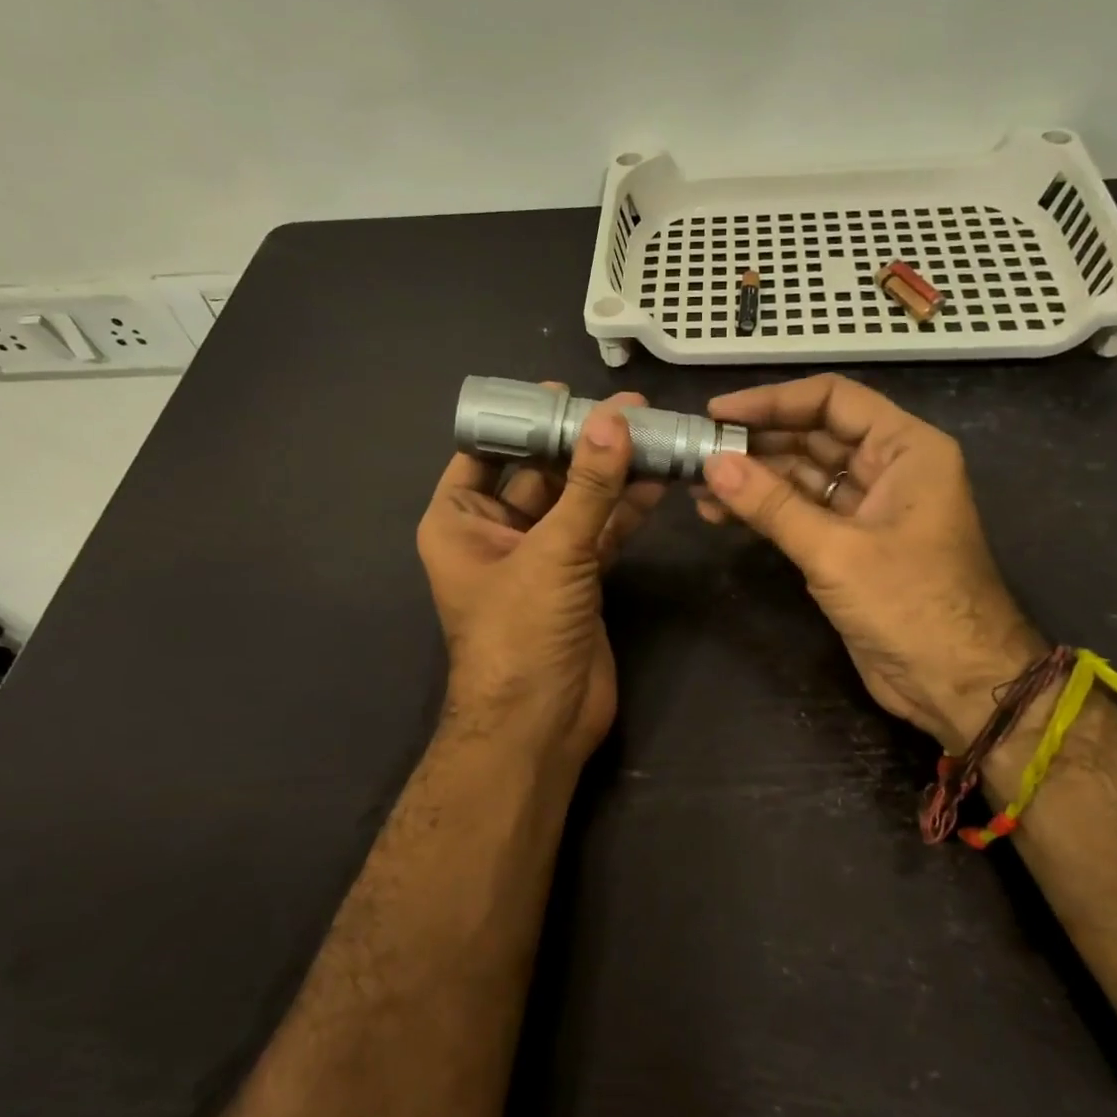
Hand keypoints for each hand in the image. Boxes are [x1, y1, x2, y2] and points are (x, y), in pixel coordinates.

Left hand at [417, 388, 664, 773]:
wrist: (540, 725)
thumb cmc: (520, 633)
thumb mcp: (551, 553)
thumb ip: (587, 486)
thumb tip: (614, 418)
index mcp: (459, 520)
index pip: (486, 452)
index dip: (522, 419)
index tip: (562, 391)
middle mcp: (495, 532)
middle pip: (540, 472)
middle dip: (581, 442)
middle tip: (627, 407)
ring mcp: (539, 555)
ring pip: (577, 500)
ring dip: (611, 472)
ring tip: (653, 431)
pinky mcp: (577, 577)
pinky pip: (600, 530)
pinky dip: (626, 508)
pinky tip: (657, 478)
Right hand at [695, 373, 1037, 746]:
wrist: (956, 685)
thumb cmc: (910, 605)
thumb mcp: (836, 551)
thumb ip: (772, 504)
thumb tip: (712, 463)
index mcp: (906, 449)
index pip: (832, 400)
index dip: (773, 401)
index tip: (719, 413)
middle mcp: (888, 468)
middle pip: (813, 436)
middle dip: (756, 443)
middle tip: (698, 450)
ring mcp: (867, 509)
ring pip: (801, 476)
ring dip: (753, 479)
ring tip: (698, 485)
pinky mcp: (849, 545)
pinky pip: (800, 512)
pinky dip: (764, 511)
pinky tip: (721, 512)